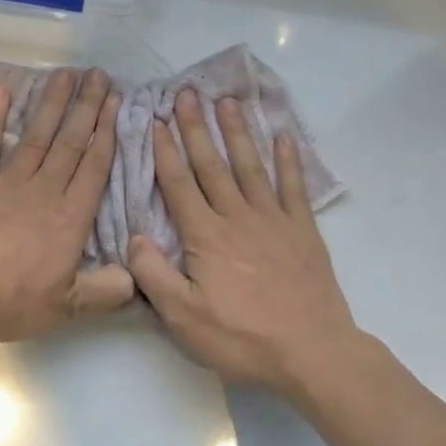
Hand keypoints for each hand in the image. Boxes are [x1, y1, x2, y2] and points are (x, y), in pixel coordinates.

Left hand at [0, 67, 136, 344]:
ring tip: (65, 73)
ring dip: (52, 104)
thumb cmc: (10, 301)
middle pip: (70, 142)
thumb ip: (104, 291)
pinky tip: (3, 91)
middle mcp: (43, 191)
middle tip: (98, 74)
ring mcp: (6, 183)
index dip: (107, 133)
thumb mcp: (66, 308)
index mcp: (69, 218)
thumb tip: (135, 278)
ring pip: (36, 136)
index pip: (94, 167)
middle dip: (86, 107)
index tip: (116, 101)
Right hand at [127, 89, 357, 394]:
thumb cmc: (241, 339)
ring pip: (250, 167)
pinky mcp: (303, 231)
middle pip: (212, 165)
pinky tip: (282, 137)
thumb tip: (134, 236)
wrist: (311, 352)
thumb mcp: (183, 317)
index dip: (165, 152)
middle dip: (196, 128)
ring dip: (237, 132)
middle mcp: (238, 218)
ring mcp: (274, 221)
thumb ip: (153, 274)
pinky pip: (293, 187)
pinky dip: (287, 160)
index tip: (156, 121)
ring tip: (227, 102)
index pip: (179, 185)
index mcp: (205, 237)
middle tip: (187, 93)